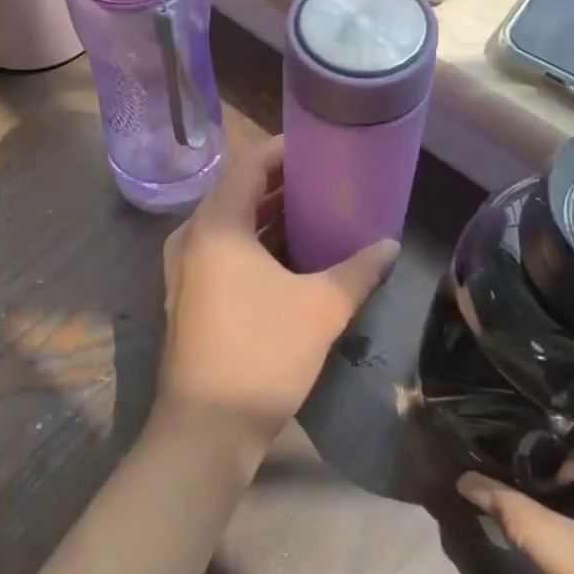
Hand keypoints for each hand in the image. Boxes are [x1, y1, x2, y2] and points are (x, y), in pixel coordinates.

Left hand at [157, 135, 397, 465]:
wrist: (206, 428)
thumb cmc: (262, 354)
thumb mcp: (321, 308)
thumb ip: (358, 270)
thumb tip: (389, 245)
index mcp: (216, 225)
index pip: (249, 165)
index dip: (282, 150)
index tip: (316, 145)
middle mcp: (191, 237)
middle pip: (237, 192)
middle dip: (279, 183)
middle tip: (323, 178)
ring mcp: (184, 268)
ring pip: (229, 224)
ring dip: (266, 215)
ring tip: (312, 210)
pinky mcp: (187, 295)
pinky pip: (222, 250)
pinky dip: (253, 242)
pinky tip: (287, 255)